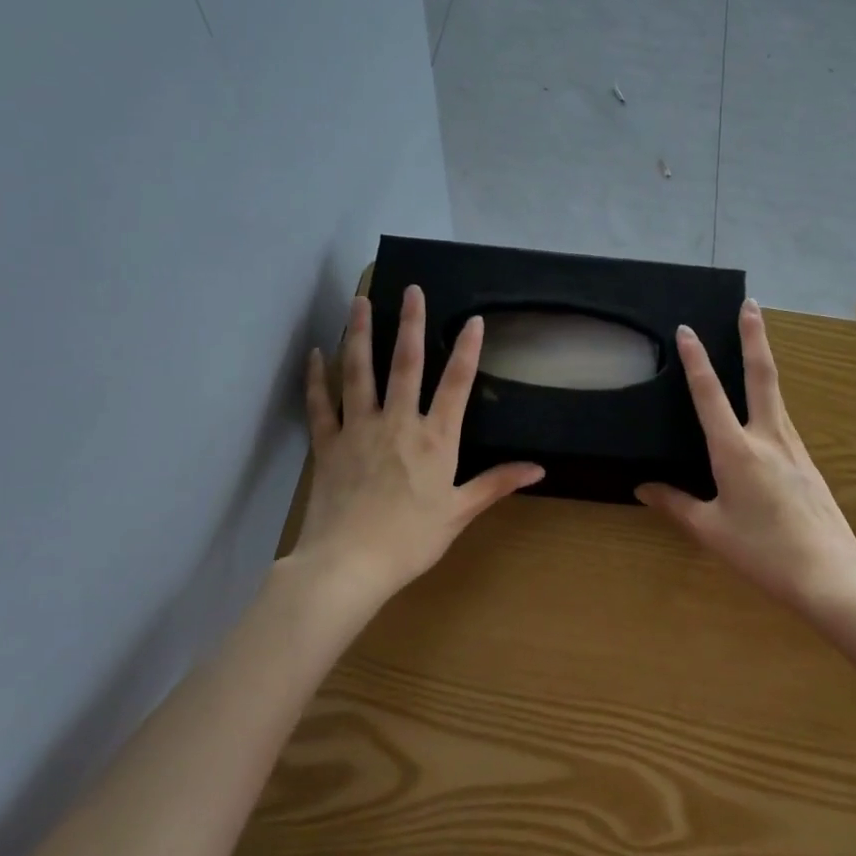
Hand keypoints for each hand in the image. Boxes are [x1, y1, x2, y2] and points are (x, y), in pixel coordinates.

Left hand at [289, 286, 543, 619]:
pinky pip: (320, 403)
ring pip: (359, 372)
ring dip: (359, 334)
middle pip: (406, 364)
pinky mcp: (328, 444)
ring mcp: (359, 429)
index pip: (456, 385)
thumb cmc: (411, 540)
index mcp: (435, 439)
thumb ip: (496, 484)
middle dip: (411, 324)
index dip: (468, 350)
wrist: (348, 565)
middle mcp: (398, 423)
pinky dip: (317, 377)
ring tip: (360, 302)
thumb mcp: (460, 512)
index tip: (473, 320)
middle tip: (411, 291)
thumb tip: (538, 469)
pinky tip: (316, 354)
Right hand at [636, 299, 855, 616]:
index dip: (695, 359)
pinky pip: (783, 423)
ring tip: (753, 345)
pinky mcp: (808, 463)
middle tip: (750, 304)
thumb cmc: (763, 552)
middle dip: (754, 336)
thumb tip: (643, 487)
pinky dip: (770, 404)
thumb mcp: (711, 531)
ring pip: (776, 397)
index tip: (686, 329)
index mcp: (736, 450)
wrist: (831, 575)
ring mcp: (794, 448)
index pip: (710, 394)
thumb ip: (675, 504)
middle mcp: (768, 438)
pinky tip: (763, 416)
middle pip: (762, 375)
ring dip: (763, 364)